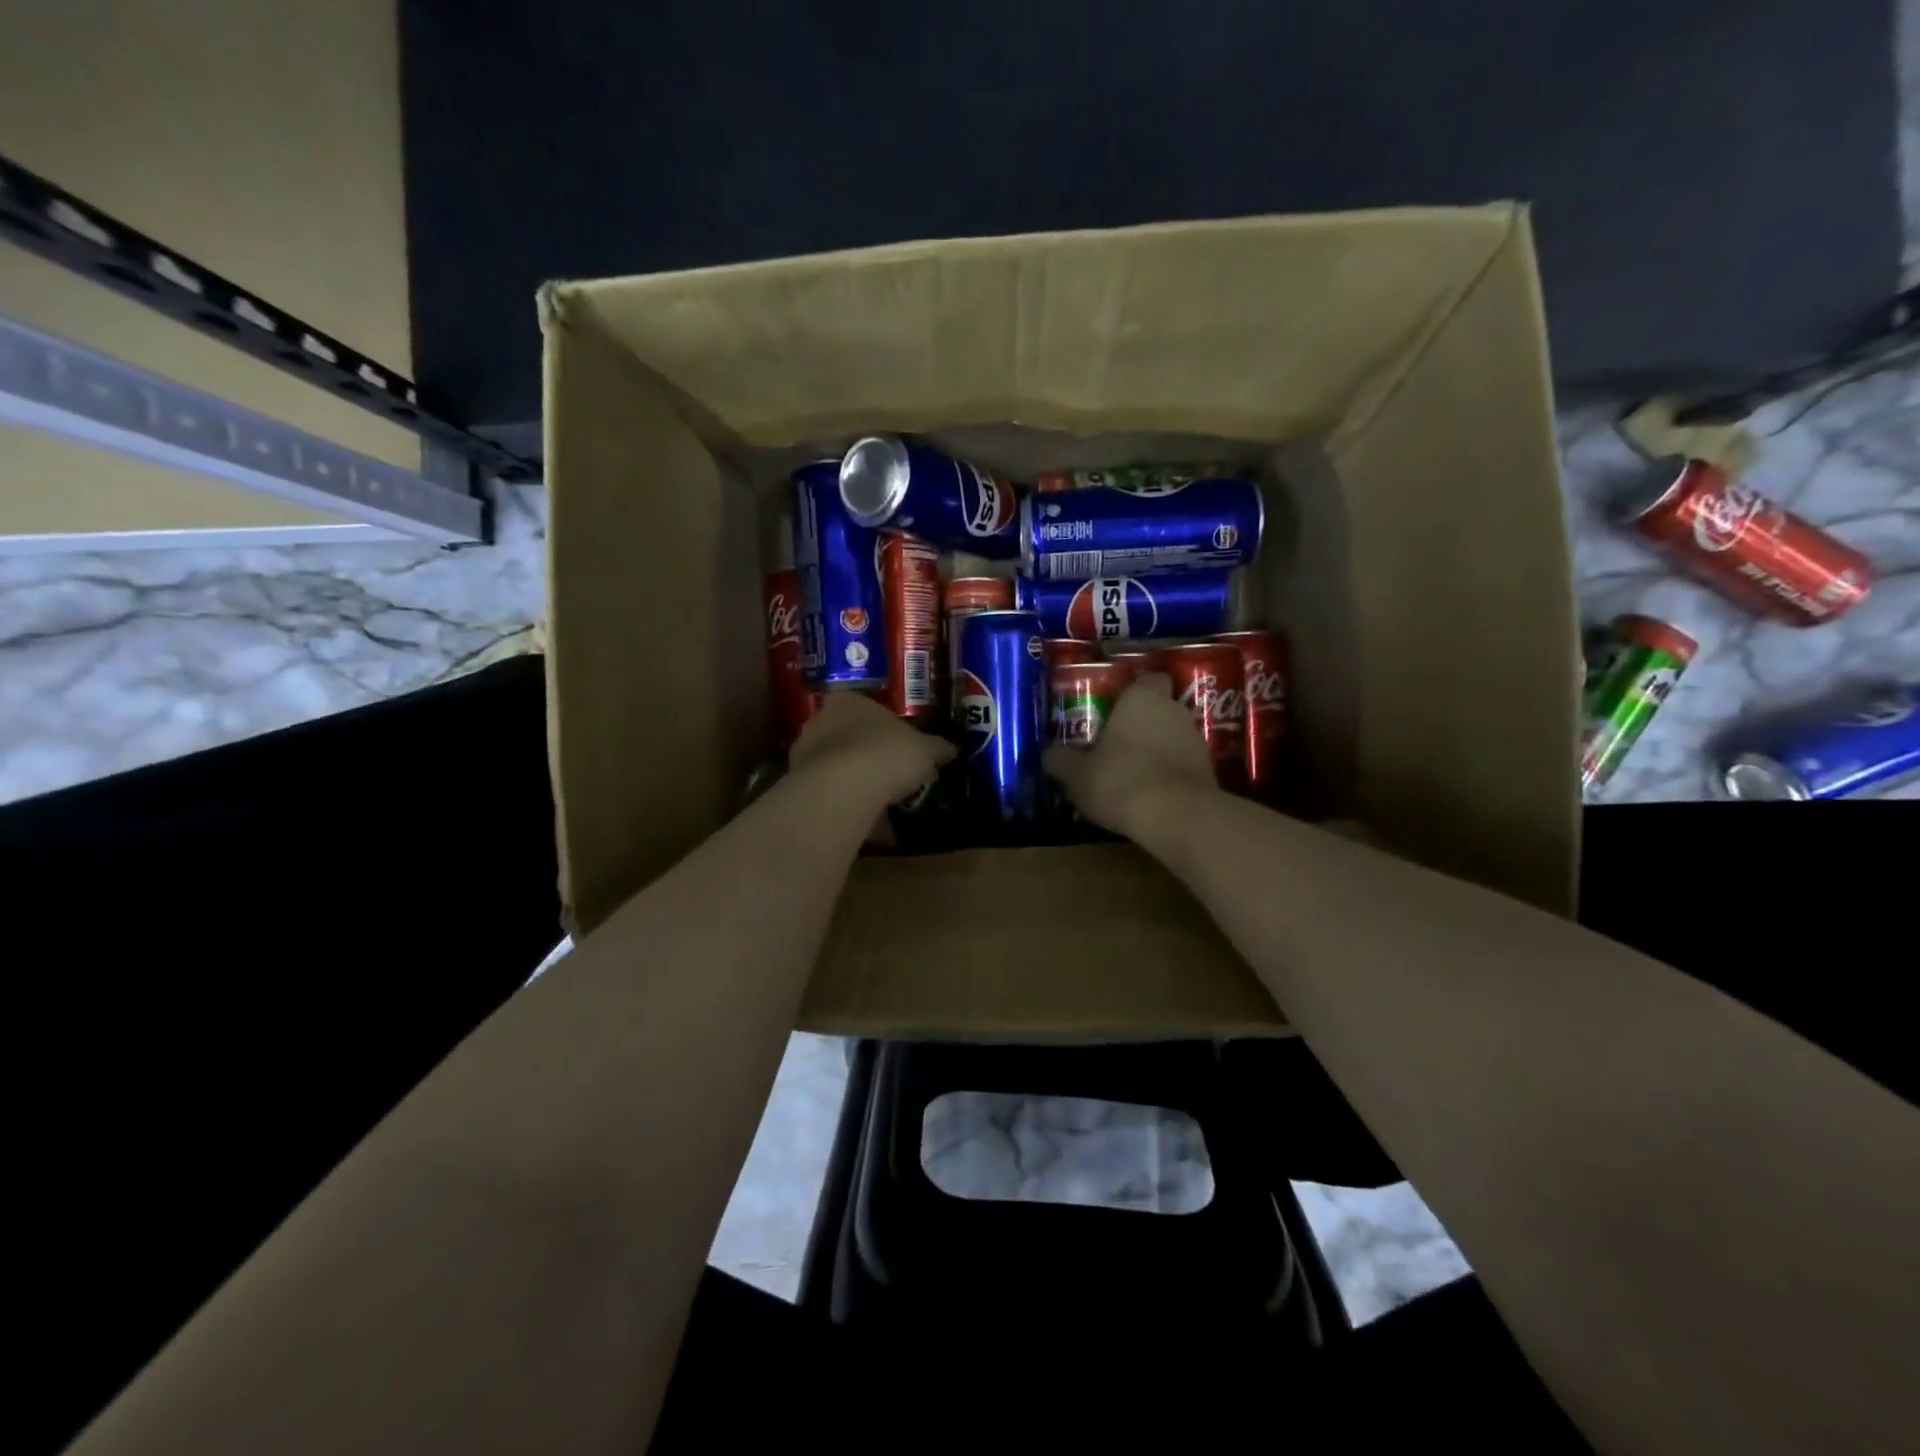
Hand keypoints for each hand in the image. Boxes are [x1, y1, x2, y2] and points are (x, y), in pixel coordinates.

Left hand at [788, 690, 953, 810]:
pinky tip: (869, 825)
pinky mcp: (799, 785)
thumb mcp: (925, 750)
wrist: (845, 788)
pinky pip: (831, 795)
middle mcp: (820, 720)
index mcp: (849, 700)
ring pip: (837, 768)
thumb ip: (937, 748)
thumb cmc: (888, 753)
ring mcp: (805, 753)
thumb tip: (951, 749)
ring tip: (883, 806)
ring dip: (858, 784)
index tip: (904, 749)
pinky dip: (848, 806)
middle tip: (895, 776)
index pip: (868, 709)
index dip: (888, 729)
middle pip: (850, 737)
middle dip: (870, 756)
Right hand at [1044, 673, 1219, 838]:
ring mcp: (1197, 741)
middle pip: (1160, 709)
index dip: (1135, 691)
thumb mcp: (1076, 773)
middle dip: (1142, 725)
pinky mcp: (1209, 772)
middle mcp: (1175, 711)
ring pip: (1173, 738)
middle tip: (1116, 744)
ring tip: (1131, 775)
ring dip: (1157, 751)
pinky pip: (1183, 766)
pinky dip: (1169, 776)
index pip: (1148, 679)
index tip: (1116, 708)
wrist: (1176, 817)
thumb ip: (1061, 760)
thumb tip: (1050, 754)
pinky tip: (1150, 796)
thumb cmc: (1120, 779)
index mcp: (1142, 699)